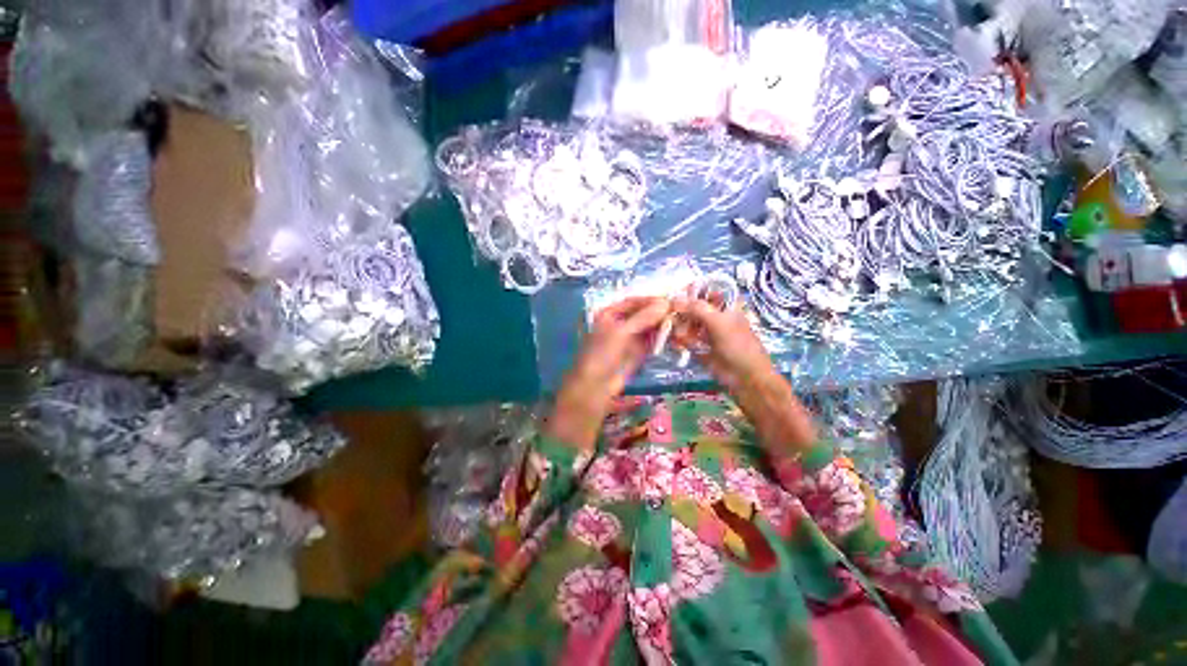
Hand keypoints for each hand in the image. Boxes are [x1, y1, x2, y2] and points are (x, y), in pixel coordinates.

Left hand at [547, 297, 671, 449]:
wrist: (596, 386)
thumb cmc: (602, 354)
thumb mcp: (621, 332)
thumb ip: (643, 317)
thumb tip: (665, 303)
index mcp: (610, 313)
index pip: (634, 301)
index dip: (651, 300)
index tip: (670, 300)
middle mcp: (620, 323)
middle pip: (643, 314)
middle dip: (659, 313)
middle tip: (678, 312)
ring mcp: (629, 338)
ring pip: (649, 327)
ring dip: (662, 325)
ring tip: (679, 323)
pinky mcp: (638, 352)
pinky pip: (651, 341)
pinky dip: (661, 338)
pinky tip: (673, 335)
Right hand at [672, 298, 815, 449]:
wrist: (746, 379)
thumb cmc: (738, 346)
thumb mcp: (718, 322)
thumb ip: (696, 308)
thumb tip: (674, 299)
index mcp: (725, 306)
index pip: (705, 292)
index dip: (689, 292)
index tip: (673, 295)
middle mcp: (715, 317)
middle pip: (692, 309)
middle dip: (680, 312)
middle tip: (669, 316)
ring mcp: (707, 334)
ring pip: (687, 324)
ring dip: (678, 327)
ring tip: (673, 331)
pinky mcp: (700, 348)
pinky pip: (686, 341)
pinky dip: (679, 340)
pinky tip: (674, 342)